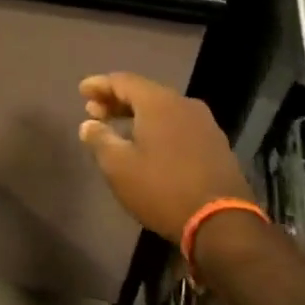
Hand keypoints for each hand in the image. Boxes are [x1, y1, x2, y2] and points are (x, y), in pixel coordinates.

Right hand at [78, 73, 252, 241]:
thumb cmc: (163, 189)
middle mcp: (183, 103)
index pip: (122, 81)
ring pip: (163, 109)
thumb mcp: (119, 167)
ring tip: (118, 128)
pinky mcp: (215, 144)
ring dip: (137, 114)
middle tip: (95, 112)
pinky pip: (178, 124)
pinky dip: (158, 127)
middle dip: (117, 100)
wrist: (223, 224)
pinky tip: (148, 144)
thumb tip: (89, 124)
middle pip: (144, 92)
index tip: (82, 91)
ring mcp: (204, 123)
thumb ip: (100, 139)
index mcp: (158, 102)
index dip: (99, 85)